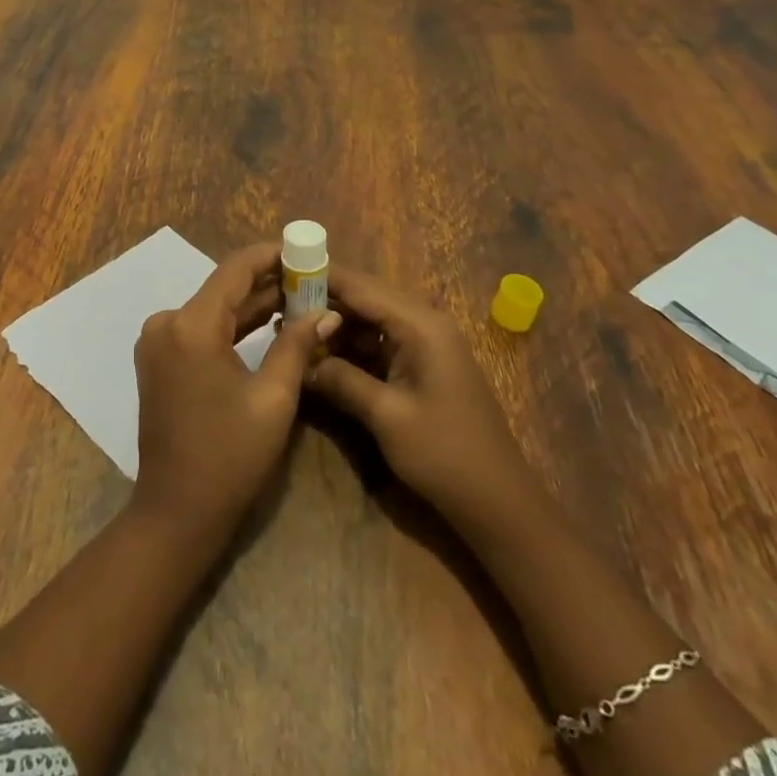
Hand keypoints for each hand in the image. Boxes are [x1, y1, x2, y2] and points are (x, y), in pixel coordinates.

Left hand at [131, 242, 339, 538]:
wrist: (177, 510)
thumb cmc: (230, 457)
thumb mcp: (273, 399)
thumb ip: (297, 346)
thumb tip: (327, 311)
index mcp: (191, 325)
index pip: (235, 269)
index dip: (271, 255)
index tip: (305, 252)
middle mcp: (166, 322)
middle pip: (224, 288)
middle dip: (268, 283)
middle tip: (313, 280)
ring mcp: (158, 340)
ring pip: (214, 309)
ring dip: (253, 305)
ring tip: (300, 298)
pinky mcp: (159, 359)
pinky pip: (201, 329)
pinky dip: (233, 326)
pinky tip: (268, 324)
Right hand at [304, 267, 537, 529]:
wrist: (499, 504)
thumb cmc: (445, 454)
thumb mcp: (386, 416)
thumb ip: (340, 379)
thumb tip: (299, 359)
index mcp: (420, 325)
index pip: (360, 286)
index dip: (320, 276)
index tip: (279, 270)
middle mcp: (423, 324)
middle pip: (363, 299)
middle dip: (322, 302)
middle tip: (277, 305)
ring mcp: (424, 346)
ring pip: (368, 322)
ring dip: (333, 327)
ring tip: (290, 330)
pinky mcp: (421, 367)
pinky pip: (378, 344)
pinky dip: (350, 348)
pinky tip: (320, 357)